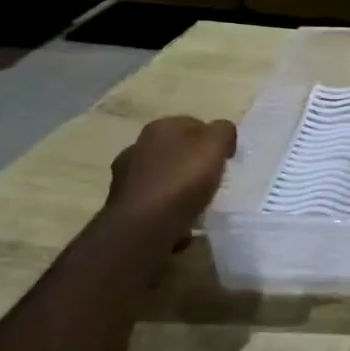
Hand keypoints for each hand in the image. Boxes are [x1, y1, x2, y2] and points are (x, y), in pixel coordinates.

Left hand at [105, 116, 236, 241]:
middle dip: (192, 162)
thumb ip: (223, 132)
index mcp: (160, 127)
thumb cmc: (182, 180)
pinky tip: (180, 222)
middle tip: (213, 179)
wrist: (144, 226)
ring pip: (161, 177)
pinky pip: (153, 203)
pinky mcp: (123, 206)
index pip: (193, 124)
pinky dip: (165, 210)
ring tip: (197, 203)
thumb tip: (222, 134)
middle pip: (175, 150)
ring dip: (176, 187)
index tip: (226, 158)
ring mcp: (125, 177)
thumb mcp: (215, 145)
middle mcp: (137, 147)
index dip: (212, 139)